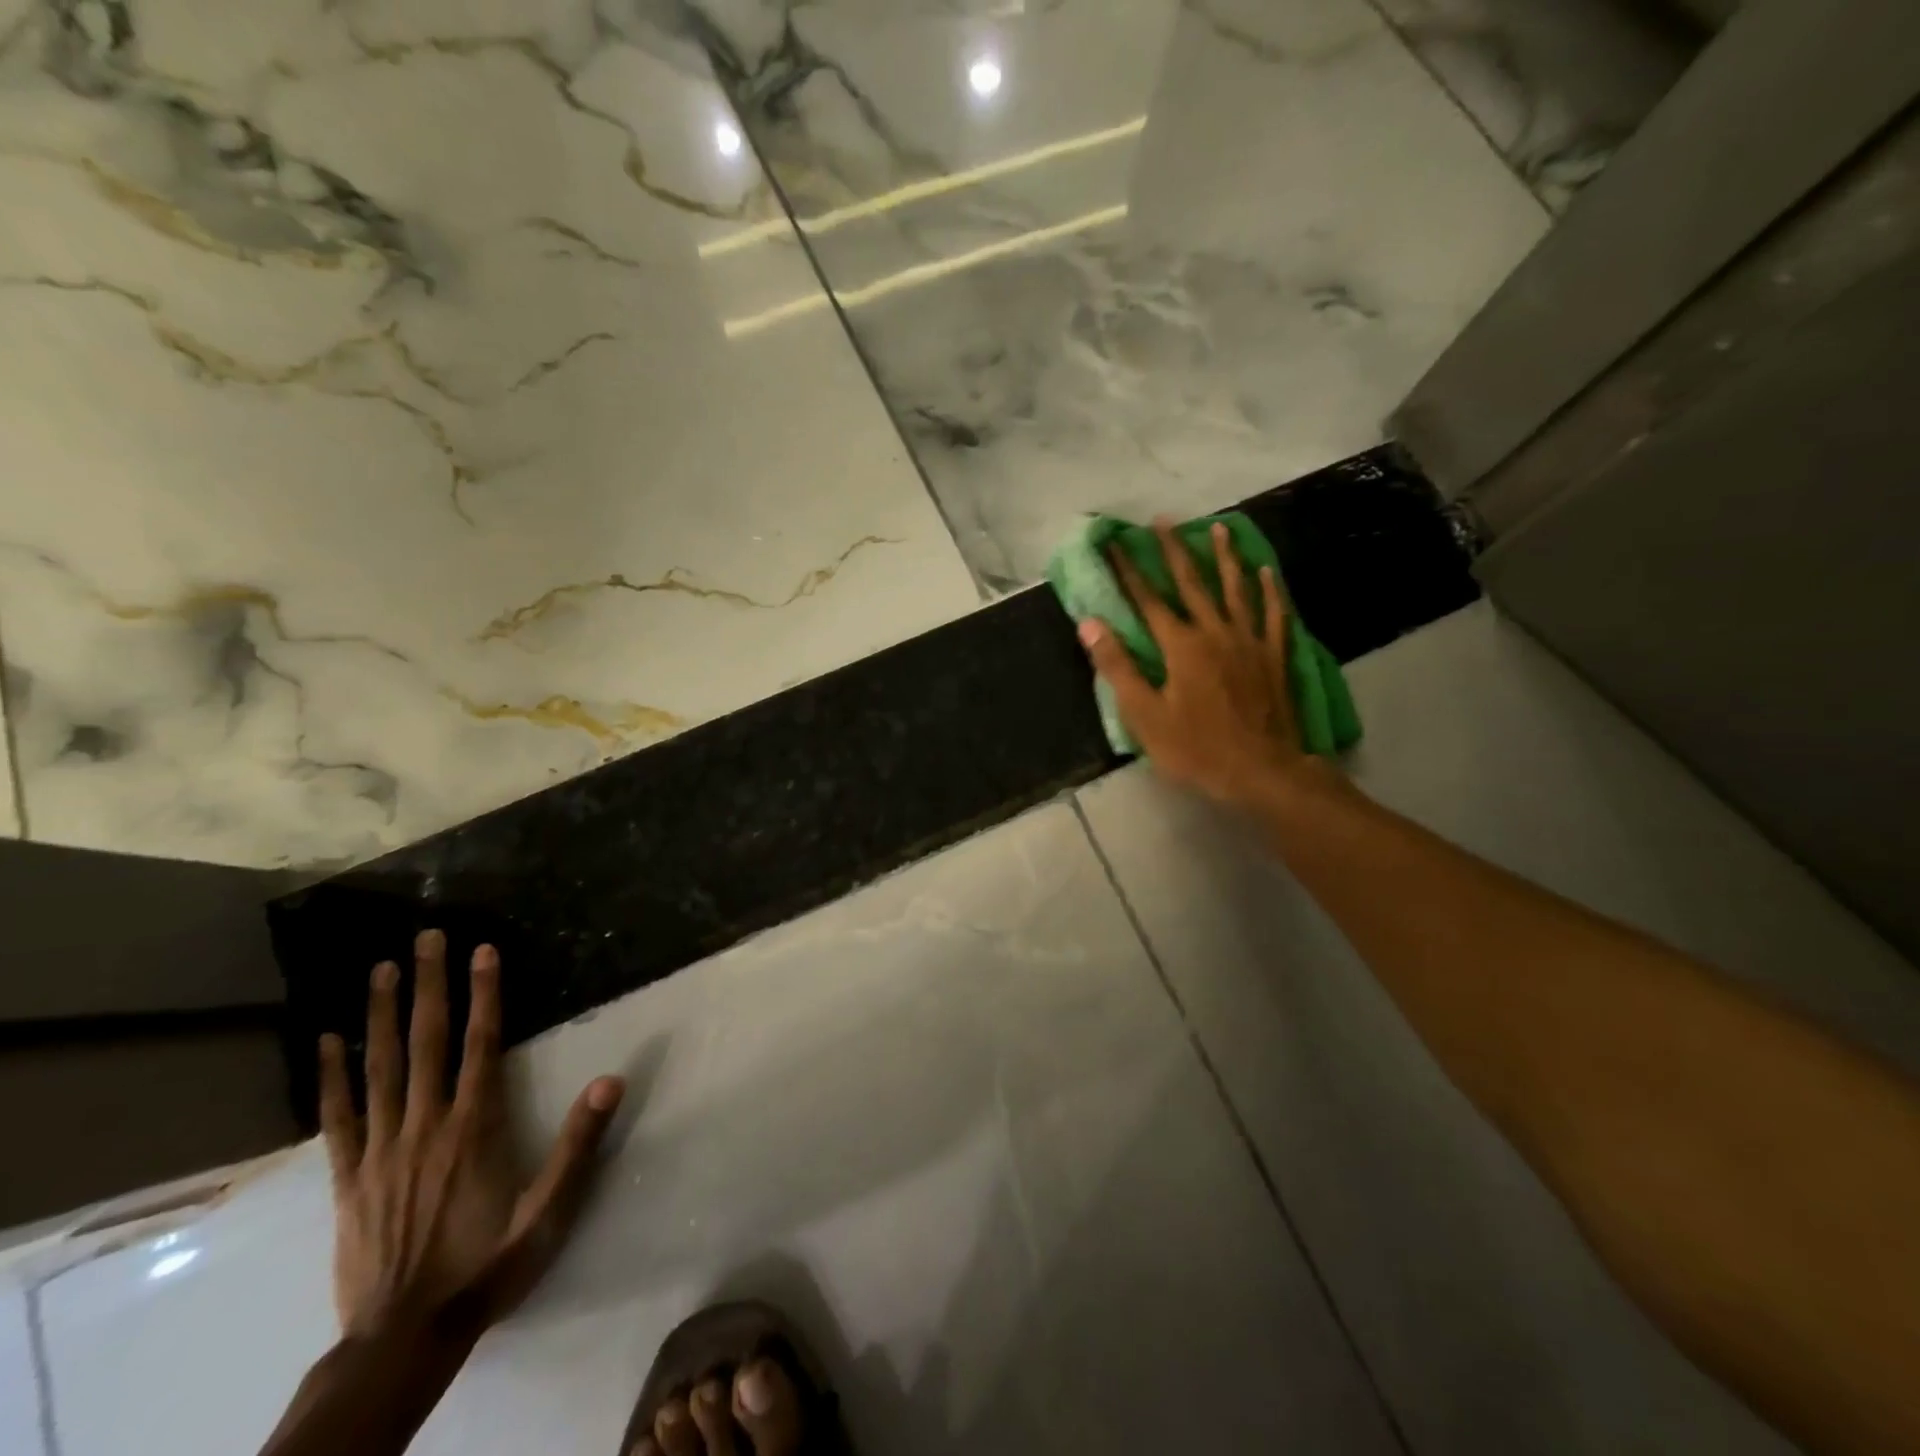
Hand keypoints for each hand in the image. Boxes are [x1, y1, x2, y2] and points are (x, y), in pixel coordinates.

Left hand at [320, 930, 623, 1338]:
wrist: (403, 1338)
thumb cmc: (487, 1265)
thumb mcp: (549, 1212)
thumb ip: (578, 1145)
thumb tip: (612, 1080)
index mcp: (475, 1127)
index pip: (481, 1044)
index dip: (484, 994)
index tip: (482, 951)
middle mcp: (426, 1125)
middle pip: (427, 1042)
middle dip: (429, 986)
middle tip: (426, 938)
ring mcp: (381, 1150)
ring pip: (380, 1068)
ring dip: (380, 1015)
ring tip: (380, 969)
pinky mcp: (348, 1177)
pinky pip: (338, 1117)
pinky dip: (331, 1077)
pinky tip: (327, 1042)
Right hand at [1078, 518, 1328, 805]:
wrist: (1262, 771)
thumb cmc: (1196, 748)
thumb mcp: (1145, 715)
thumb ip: (1117, 667)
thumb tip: (1089, 624)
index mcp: (1180, 646)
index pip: (1147, 600)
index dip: (1128, 571)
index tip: (1114, 543)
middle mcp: (1215, 632)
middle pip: (1192, 583)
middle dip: (1174, 551)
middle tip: (1163, 520)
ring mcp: (1249, 642)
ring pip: (1235, 589)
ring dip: (1224, 557)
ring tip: (1218, 528)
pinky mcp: (1274, 656)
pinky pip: (1273, 615)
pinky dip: (1269, 591)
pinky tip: (1265, 572)